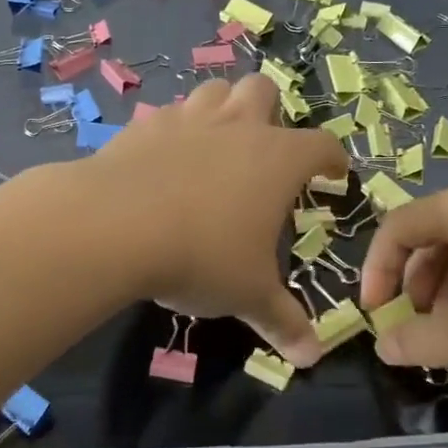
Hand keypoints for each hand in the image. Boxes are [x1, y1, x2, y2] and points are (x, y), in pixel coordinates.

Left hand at [82, 74, 346, 365]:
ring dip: (221, 108)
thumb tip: (311, 357)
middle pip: (263, 91)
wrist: (115, 225)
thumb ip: (282, 321)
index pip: (321, 145)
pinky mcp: (143, 126)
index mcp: (278, 159)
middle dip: (270, 111)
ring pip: (214, 90)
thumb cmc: (201, 256)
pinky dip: (173, 130)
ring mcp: (188, 119)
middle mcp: (237, 127)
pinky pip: (167, 115)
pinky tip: (163, 158)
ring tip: (216, 142)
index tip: (333, 173)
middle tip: (264, 147)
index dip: (332, 158)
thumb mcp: (247, 294)